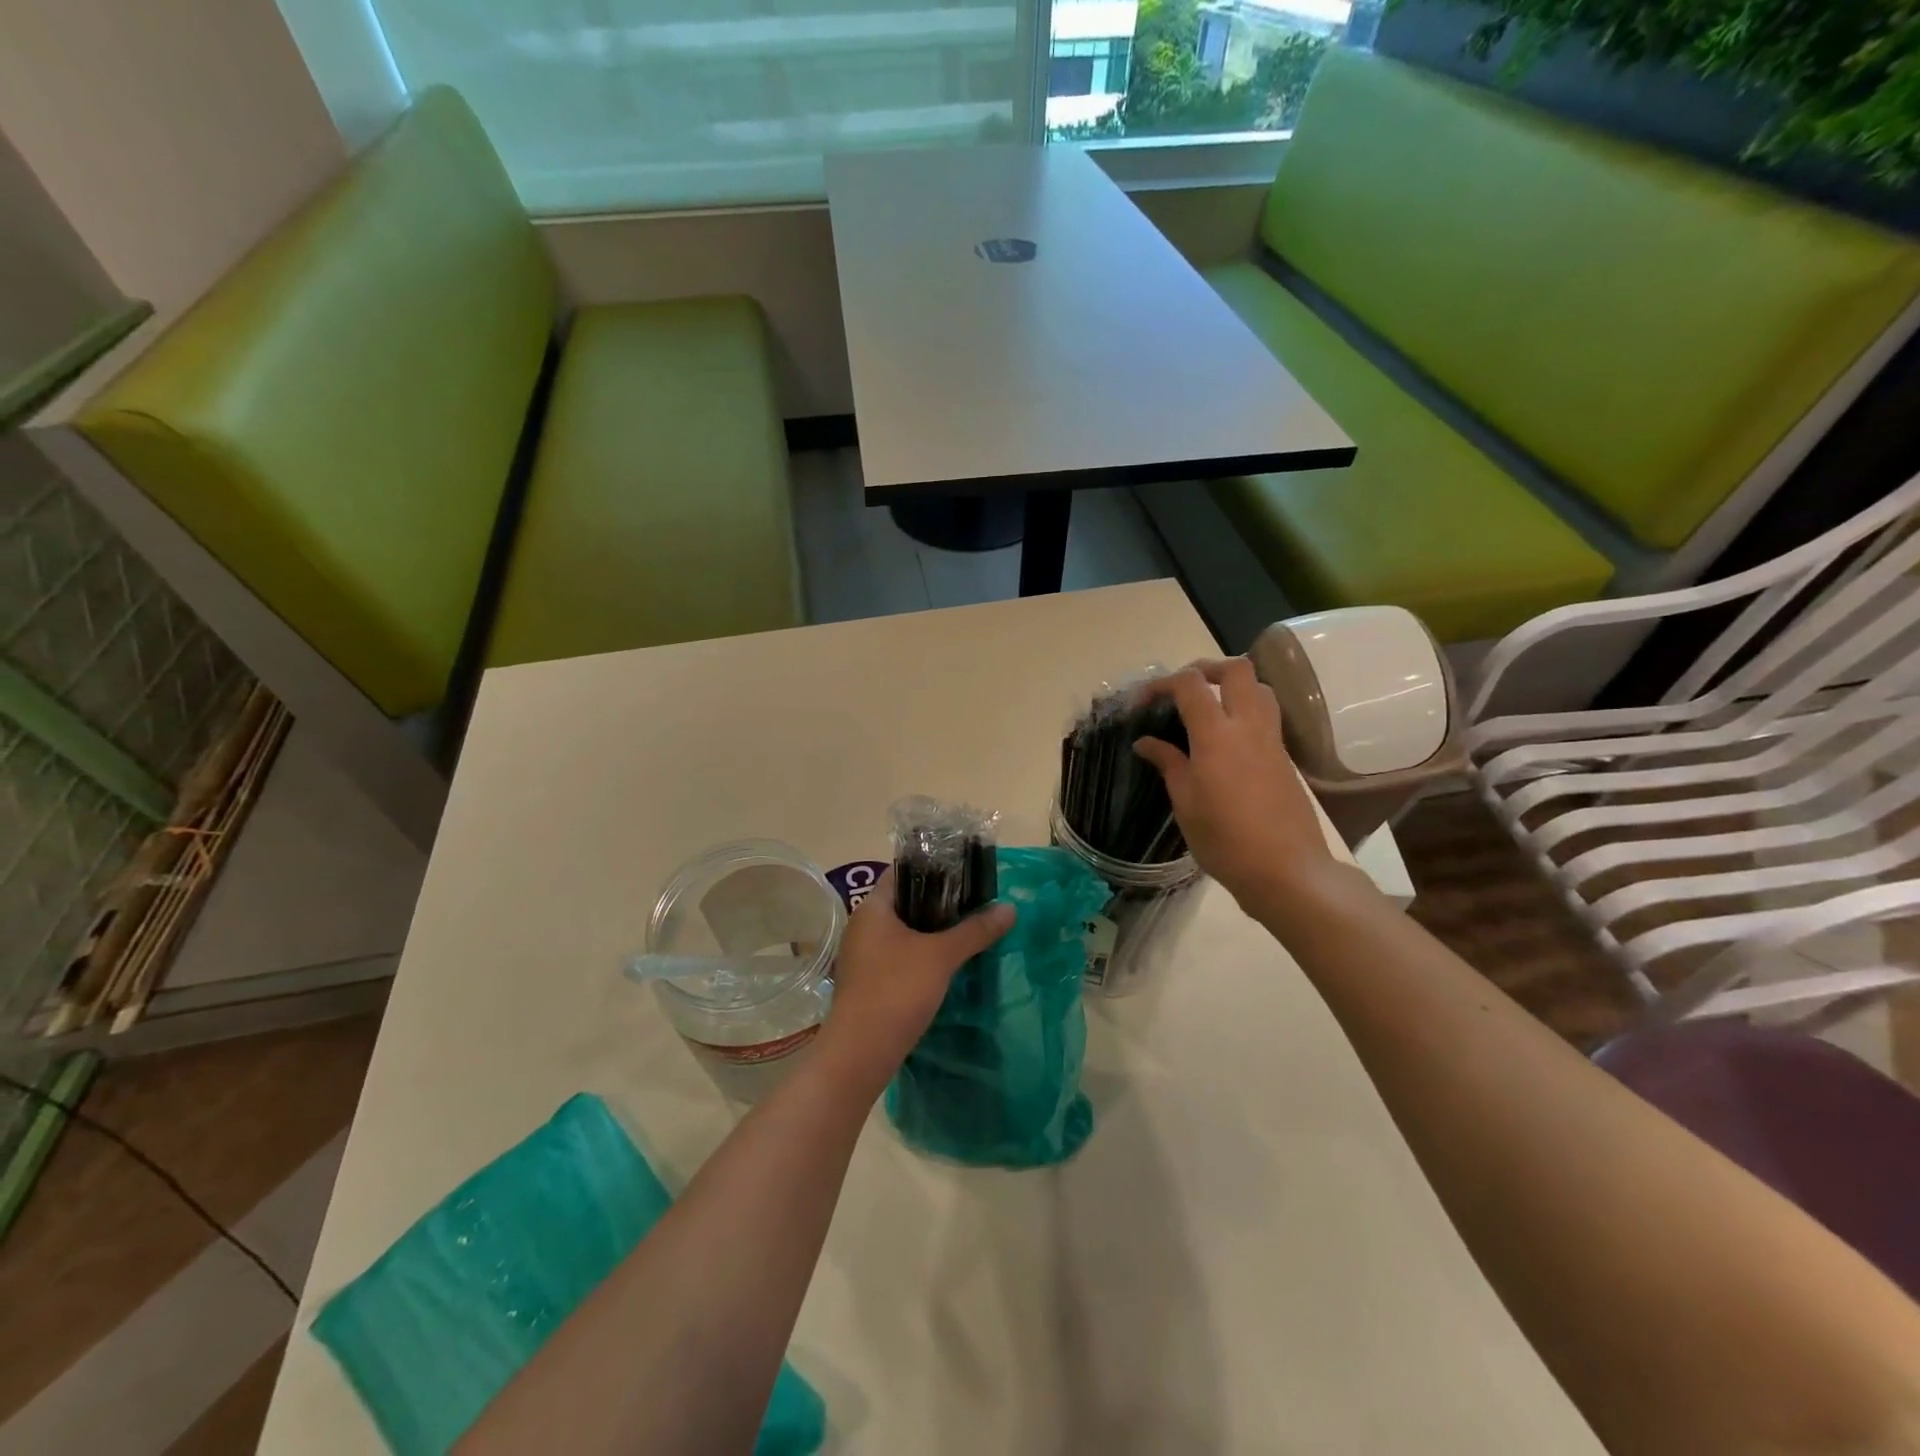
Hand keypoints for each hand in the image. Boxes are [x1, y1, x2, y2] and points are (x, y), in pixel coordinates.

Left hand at [818, 871, 1014, 1092]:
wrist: (860, 1052)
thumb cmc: (897, 990)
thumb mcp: (941, 956)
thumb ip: (975, 930)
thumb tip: (1010, 908)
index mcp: (872, 908)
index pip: (902, 873)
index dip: (933, 868)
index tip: (965, 874)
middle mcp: (862, 926)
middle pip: (904, 903)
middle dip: (938, 903)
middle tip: (974, 904)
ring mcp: (862, 956)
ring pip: (902, 933)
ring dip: (931, 932)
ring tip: (966, 932)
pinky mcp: (868, 982)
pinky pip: (898, 957)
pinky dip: (921, 956)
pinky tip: (946, 965)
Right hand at [1133, 658, 1339, 914]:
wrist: (1286, 870)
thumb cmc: (1225, 840)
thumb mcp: (1186, 803)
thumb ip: (1168, 763)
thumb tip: (1146, 742)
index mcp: (1216, 735)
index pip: (1190, 684)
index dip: (1162, 684)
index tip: (1142, 703)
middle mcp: (1248, 726)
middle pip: (1236, 669)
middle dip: (1205, 668)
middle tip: (1181, 690)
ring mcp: (1272, 740)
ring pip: (1259, 687)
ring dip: (1232, 686)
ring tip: (1208, 708)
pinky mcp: (1285, 756)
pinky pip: (1267, 715)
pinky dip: (1244, 710)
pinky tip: (1226, 740)